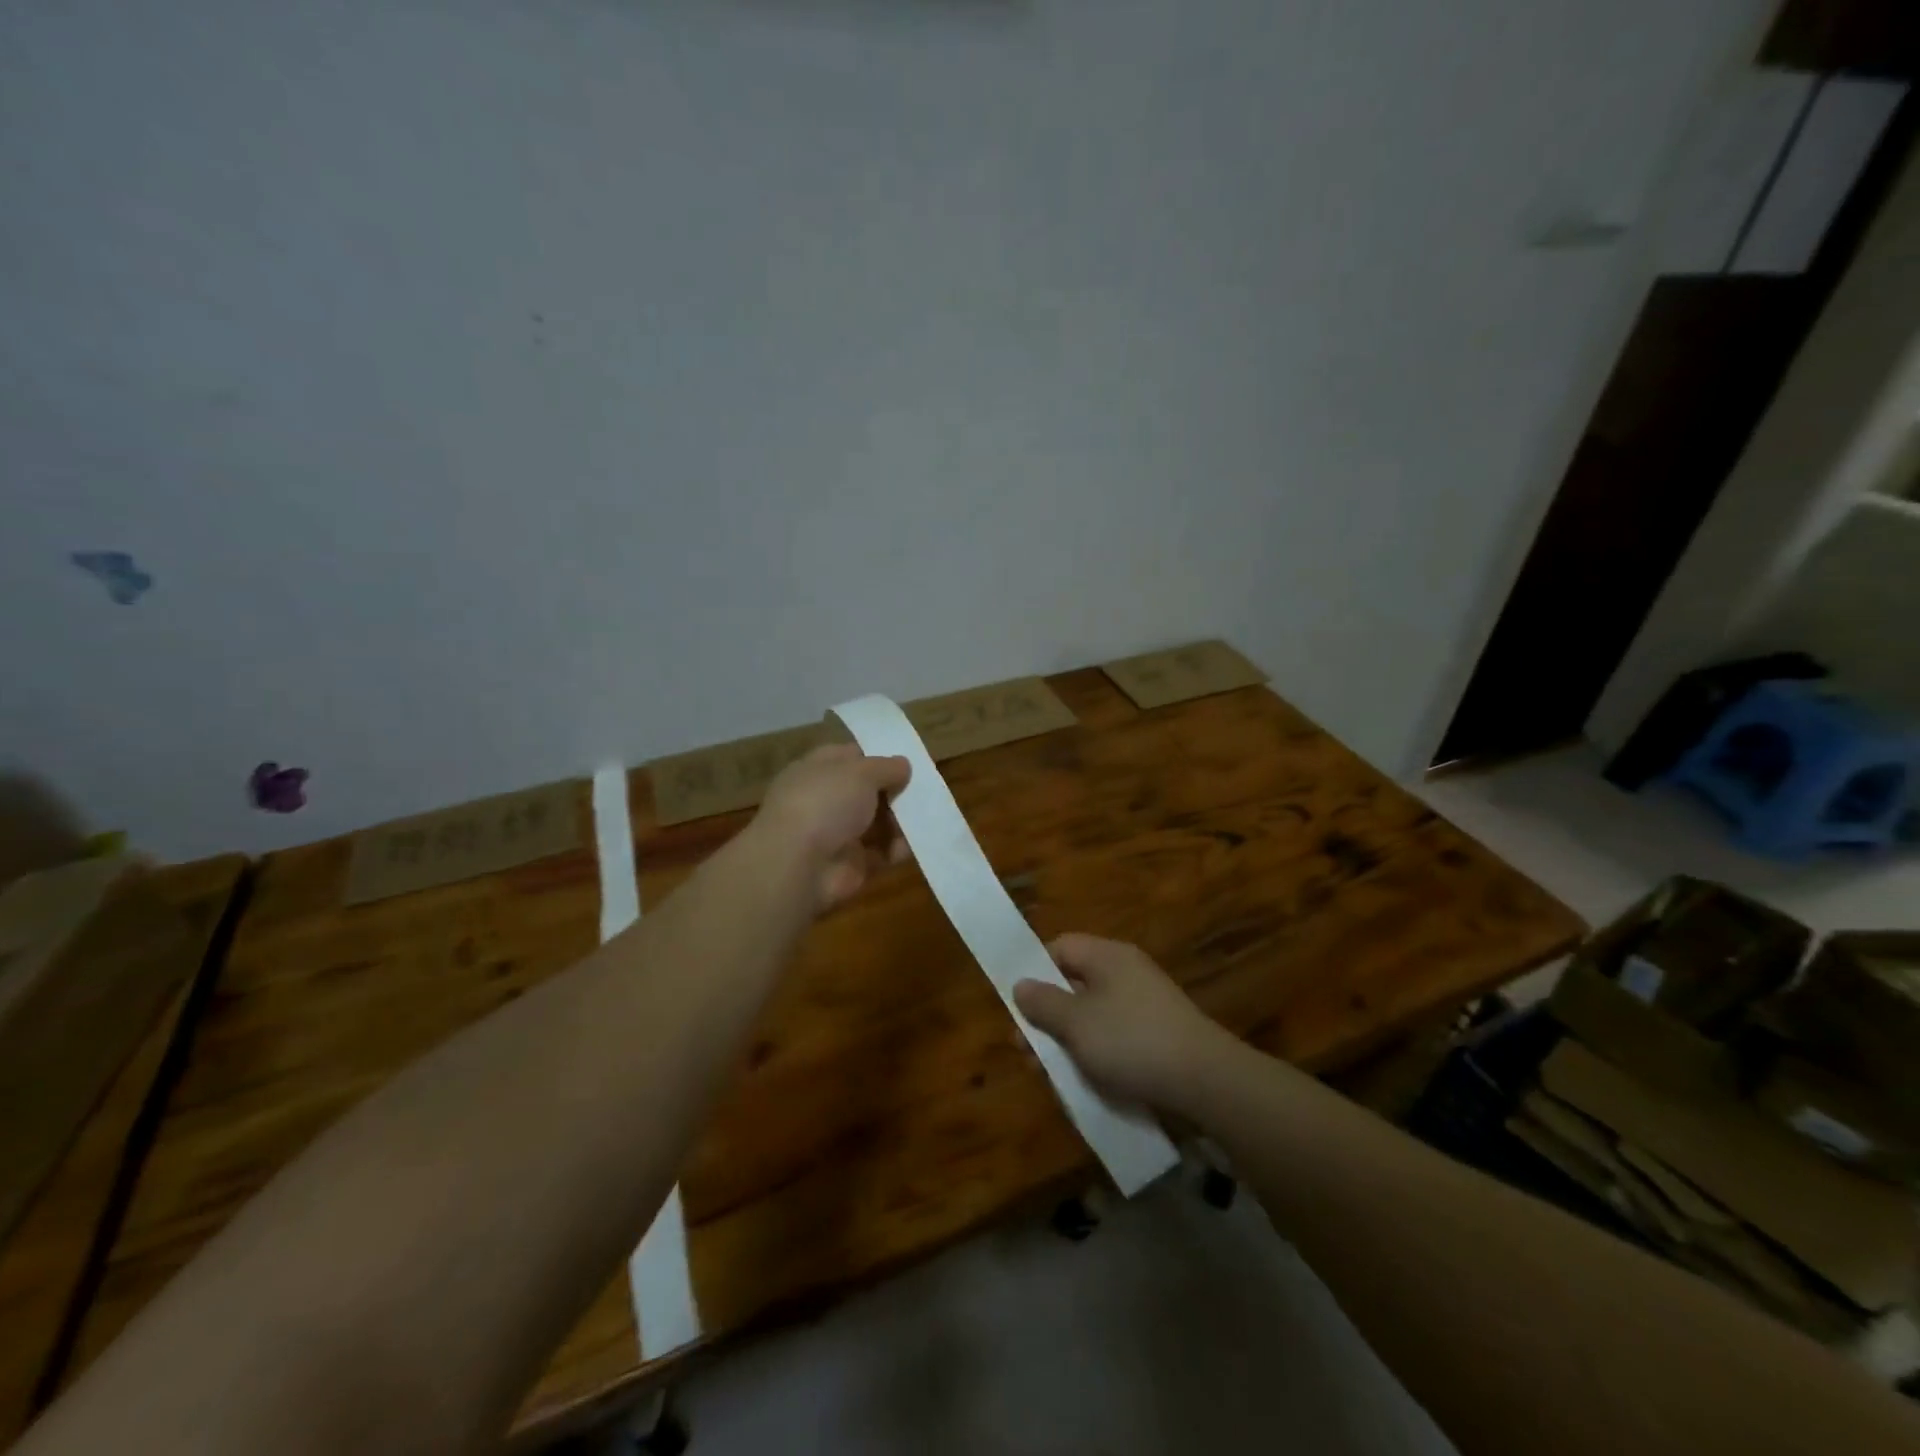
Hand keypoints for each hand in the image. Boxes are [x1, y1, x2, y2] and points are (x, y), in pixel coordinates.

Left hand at [754, 744, 910, 911]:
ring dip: (900, 821)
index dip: (877, 756)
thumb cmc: (825, 803)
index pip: (850, 757)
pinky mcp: (850, 864)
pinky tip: (913, 845)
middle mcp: (825, 800)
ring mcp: (836, 833)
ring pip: (877, 822)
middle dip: (895, 791)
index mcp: (817, 770)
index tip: (906, 761)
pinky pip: (881, 852)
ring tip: (925, 818)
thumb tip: (903, 765)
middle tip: (923, 791)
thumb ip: (886, 767)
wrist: (798, 864)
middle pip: (867, 791)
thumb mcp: (861, 772)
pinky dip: (898, 849)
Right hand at [1013, 934, 1231, 1110]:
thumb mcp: (1076, 1023)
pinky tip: (1087, 1081)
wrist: (1206, 1081)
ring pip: (1093, 1015)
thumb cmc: (1131, 1041)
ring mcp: (1145, 1003)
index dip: (1034, 970)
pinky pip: (1115, 1036)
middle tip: (1026, 1052)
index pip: (1060, 947)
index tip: (1019, 1005)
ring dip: (1068, 1041)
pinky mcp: (1159, 1034)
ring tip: (1052, 1075)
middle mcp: (1126, 972)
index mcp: (1107, 956)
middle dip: (1047, 1016)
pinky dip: (1096, 1054)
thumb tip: (1021, 984)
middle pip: (1074, 983)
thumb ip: (1043, 1003)